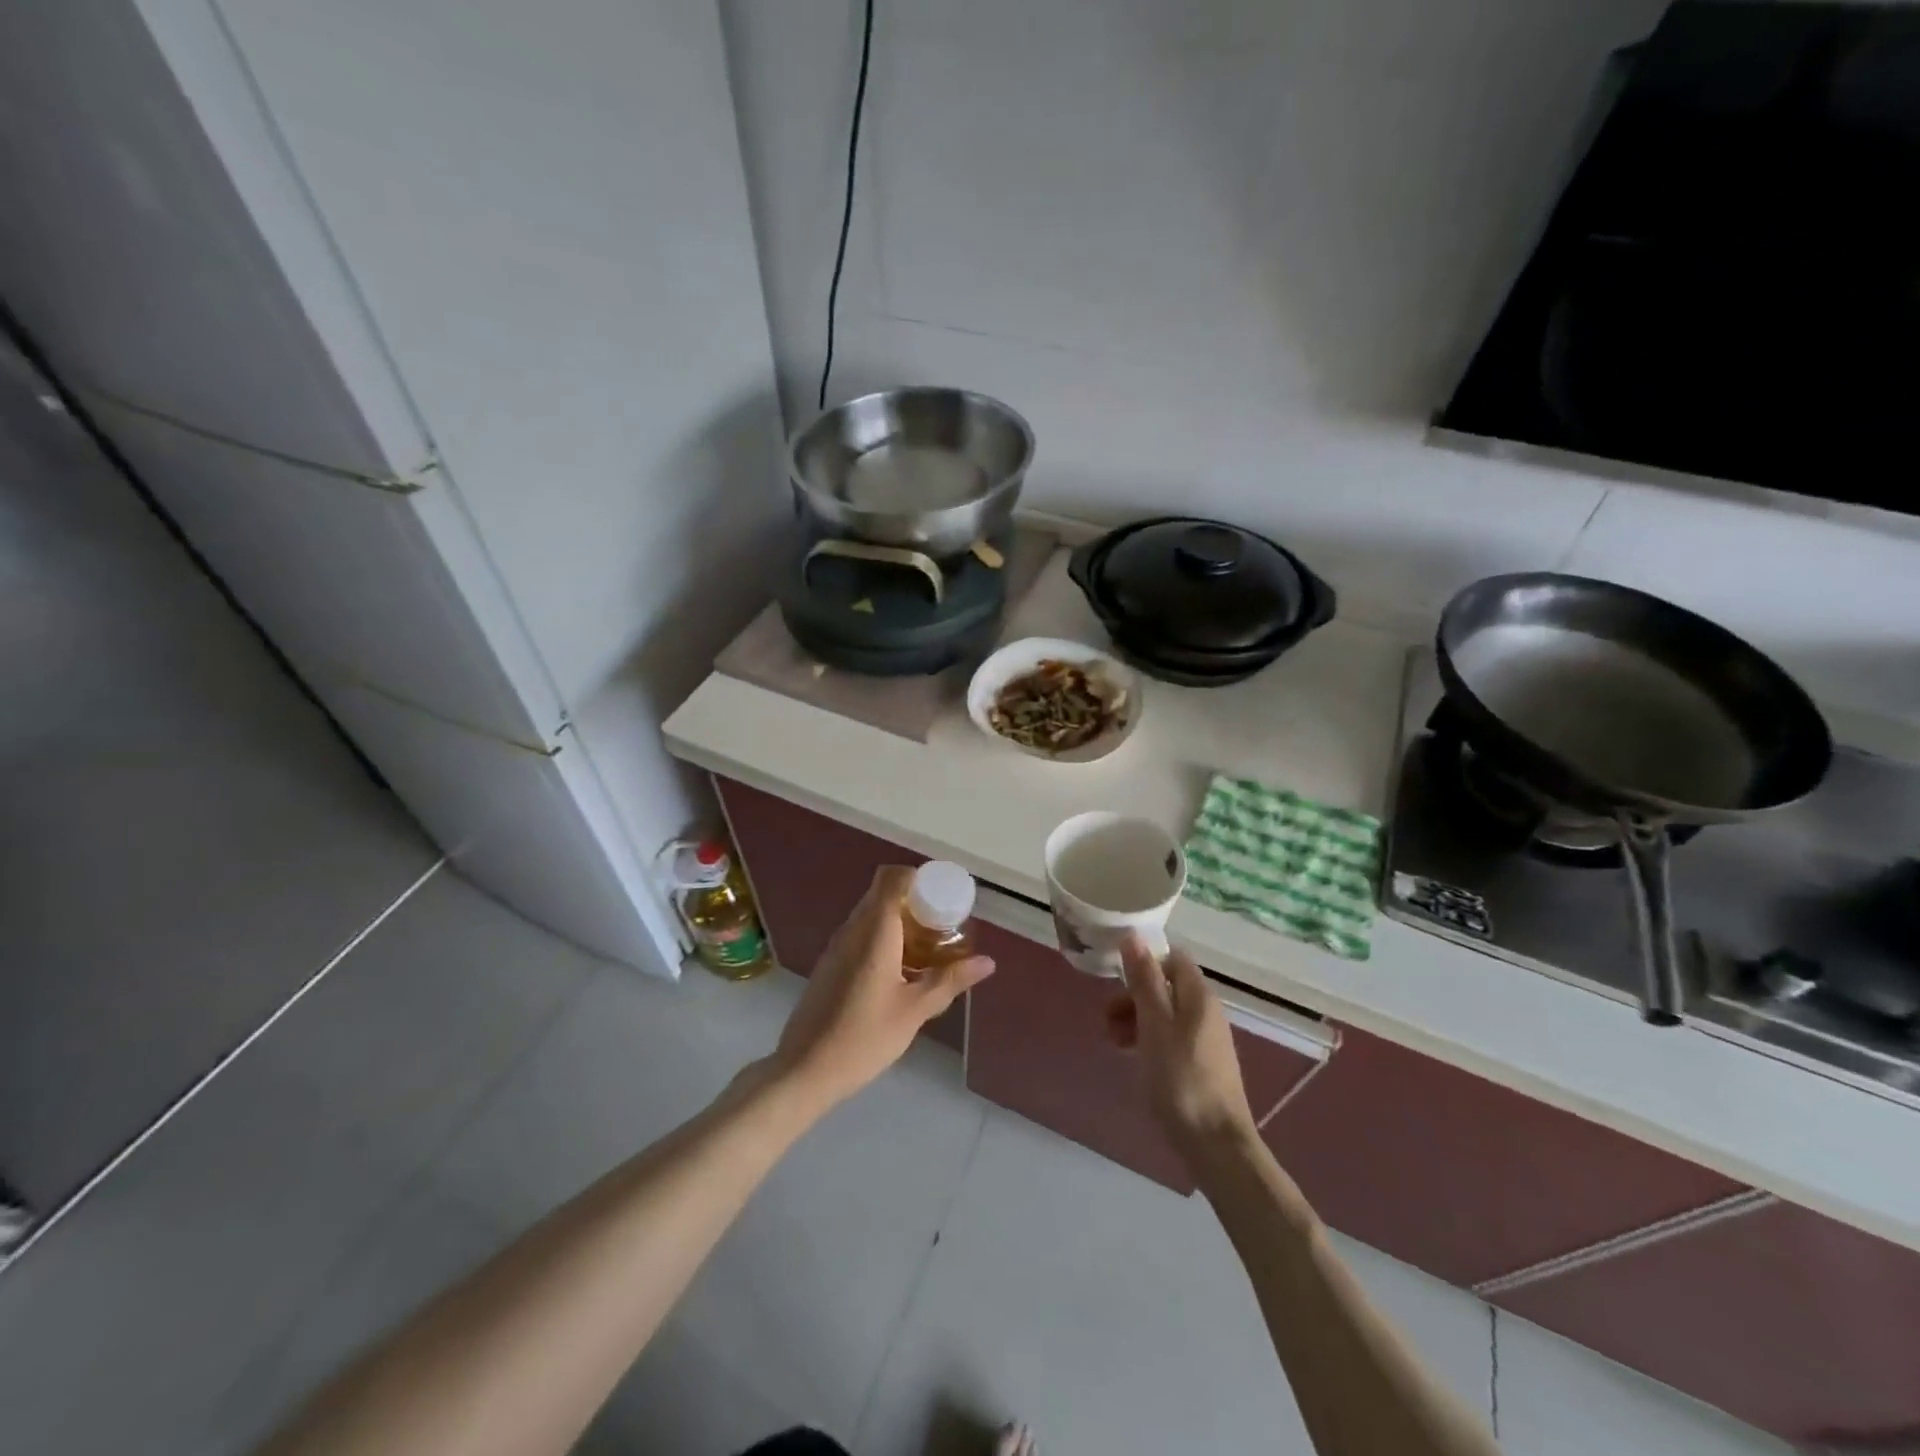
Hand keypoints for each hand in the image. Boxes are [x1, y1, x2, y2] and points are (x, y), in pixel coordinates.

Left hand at [772, 866, 994, 1111]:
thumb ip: (950, 981)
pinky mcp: (830, 964)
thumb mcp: (914, 1010)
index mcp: (874, 931)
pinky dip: (885, 938)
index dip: (919, 877)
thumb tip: (987, 962)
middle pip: (883, 893)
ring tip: (929, 949)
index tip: (944, 896)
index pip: (891, 878)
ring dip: (900, 921)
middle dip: (915, 901)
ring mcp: (837, 946)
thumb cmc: (863, 1037)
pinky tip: (902, 971)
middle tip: (944, 925)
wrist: (804, 1070)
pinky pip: (861, 934)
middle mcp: (852, 929)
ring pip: (871, 915)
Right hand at [1110, 934, 1257, 1158]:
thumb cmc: (1181, 1079)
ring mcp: (1206, 1039)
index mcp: (1198, 996)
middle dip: (1133, 996)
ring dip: (1136, 1019)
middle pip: (1166, 986)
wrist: (1215, 1144)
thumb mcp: (1154, 1025)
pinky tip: (1134, 1058)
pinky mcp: (1202, 1064)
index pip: (1172, 959)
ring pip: (1166, 1013)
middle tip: (1107, 1019)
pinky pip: (1171, 1037)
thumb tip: (1133, 936)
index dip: (1144, 963)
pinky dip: (1149, 1039)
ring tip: (1113, 1042)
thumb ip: (1144, 980)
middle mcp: (1206, 1011)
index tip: (1115, 980)